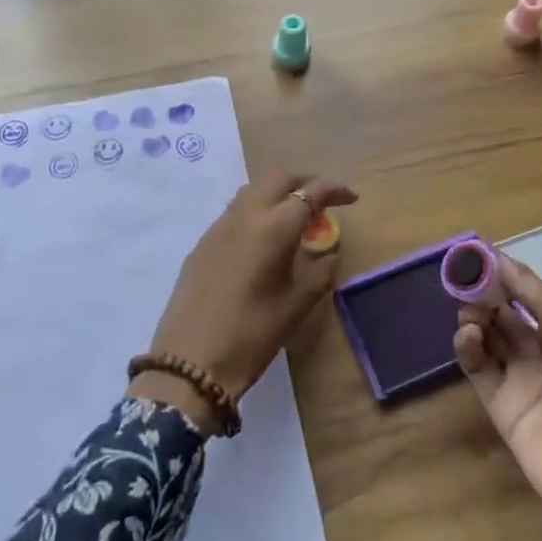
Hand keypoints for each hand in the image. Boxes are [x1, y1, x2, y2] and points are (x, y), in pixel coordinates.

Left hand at [132, 171, 356, 431]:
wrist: (189, 363)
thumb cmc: (251, 335)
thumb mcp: (296, 306)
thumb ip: (320, 272)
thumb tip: (329, 252)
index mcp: (274, 228)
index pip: (311, 192)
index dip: (334, 189)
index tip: (352, 198)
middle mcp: (246, 215)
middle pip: (279, 178)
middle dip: (305, 181)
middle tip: (323, 200)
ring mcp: (219, 225)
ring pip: (254, 189)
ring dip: (278, 192)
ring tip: (295, 217)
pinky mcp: (203, 241)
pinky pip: (236, 210)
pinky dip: (257, 209)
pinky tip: (263, 238)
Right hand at [455, 256, 541, 540]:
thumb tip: (501, 260)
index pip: (527, 291)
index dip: (503, 272)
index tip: (475, 253)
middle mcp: (541, 349)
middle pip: (502, 310)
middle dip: (483, 291)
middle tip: (463, 279)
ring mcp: (520, 378)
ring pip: (486, 335)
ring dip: (474, 316)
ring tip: (469, 313)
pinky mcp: (501, 407)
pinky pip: (478, 369)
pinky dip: (468, 348)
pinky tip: (467, 336)